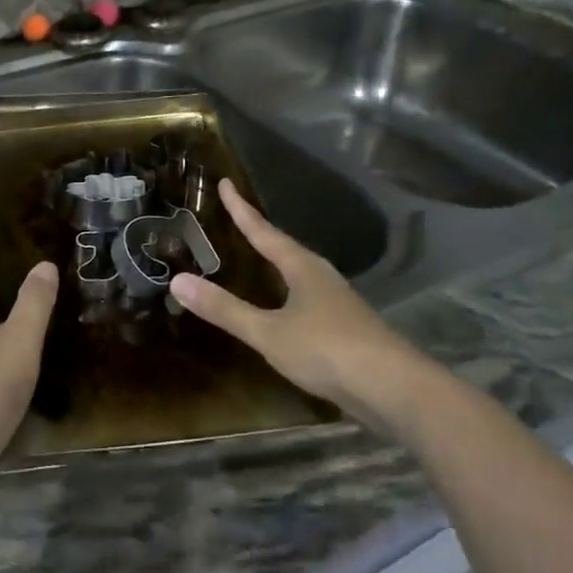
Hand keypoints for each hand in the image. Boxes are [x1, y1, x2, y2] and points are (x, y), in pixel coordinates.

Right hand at [172, 180, 425, 418]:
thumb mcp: (269, 331)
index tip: (224, 183)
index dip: (241, 209)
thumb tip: (178, 280)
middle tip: (238, 219)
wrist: (395, 389)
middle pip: (285, 248)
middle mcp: (321, 277)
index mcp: (302, 268)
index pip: (264, 231)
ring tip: (259, 259)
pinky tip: (285, 310)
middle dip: (261, 234)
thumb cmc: (327, 350)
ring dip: (277, 264)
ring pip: (299, 274)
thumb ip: (225, 309)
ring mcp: (338, 303)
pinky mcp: (347, 329)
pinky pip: (307, 299)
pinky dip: (287, 294)